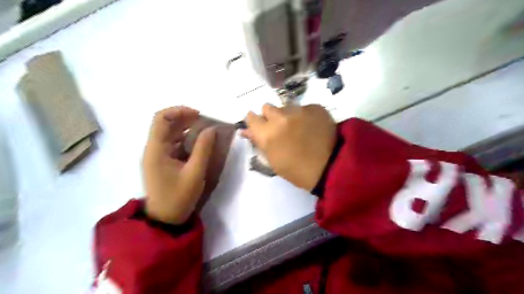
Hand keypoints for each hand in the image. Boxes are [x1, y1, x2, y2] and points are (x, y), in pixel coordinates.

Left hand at [142, 107, 215, 223]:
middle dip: (185, 119)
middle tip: (205, 121)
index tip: (198, 115)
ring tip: (204, 130)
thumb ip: (203, 149)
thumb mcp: (195, 173)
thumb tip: (211, 129)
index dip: (179, 111)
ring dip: (186, 128)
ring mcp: (157, 155)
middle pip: (165, 124)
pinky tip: (198, 143)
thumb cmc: (179, 197)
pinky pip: (173, 144)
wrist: (165, 218)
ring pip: (170, 133)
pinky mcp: (162, 162)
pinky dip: (185, 139)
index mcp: (156, 150)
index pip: (161, 119)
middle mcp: (153, 149)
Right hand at [245, 103, 337, 189]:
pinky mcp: (315, 107)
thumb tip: (246, 130)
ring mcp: (299, 110)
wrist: (330, 167)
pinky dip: (305, 115)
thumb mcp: (273, 160)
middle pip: (267, 107)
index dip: (255, 121)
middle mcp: (281, 117)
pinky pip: (304, 107)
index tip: (260, 125)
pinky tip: (312, 127)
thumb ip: (259, 142)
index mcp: (267, 133)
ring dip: (288, 115)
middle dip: (270, 115)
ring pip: (286, 106)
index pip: (251, 117)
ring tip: (299, 128)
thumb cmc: (297, 170)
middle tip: (280, 127)